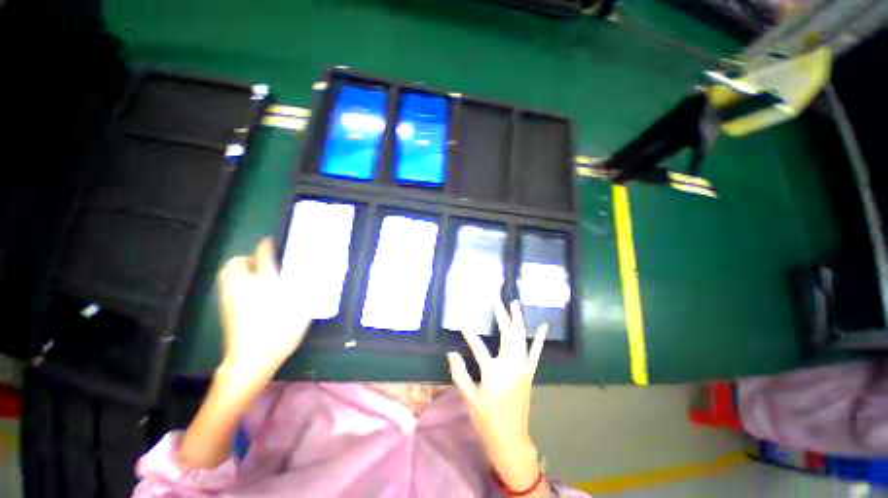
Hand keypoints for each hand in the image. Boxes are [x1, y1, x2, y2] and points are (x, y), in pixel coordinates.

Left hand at [216, 238, 311, 380]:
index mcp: (266, 285)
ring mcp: (231, 300)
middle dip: (244, 260)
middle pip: (234, 265)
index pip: (264, 259)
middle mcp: (245, 288)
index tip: (267, 242)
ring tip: (253, 278)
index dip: (265, 248)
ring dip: (238, 271)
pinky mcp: (226, 311)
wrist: (252, 359)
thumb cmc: (280, 331)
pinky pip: (227, 289)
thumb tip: (309, 278)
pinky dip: (234, 285)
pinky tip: (247, 295)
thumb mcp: (301, 310)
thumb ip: (305, 292)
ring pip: (227, 276)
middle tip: (257, 264)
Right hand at [448, 299, 547, 491]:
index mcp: (493, 373)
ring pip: (521, 337)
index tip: (462, 322)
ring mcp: (522, 368)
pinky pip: (535, 352)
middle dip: (500, 314)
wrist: (511, 439)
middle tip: (495, 298)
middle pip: (506, 333)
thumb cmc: (487, 419)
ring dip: (517, 319)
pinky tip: (544, 326)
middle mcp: (510, 366)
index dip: (468, 333)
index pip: (477, 346)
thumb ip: (459, 373)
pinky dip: (539, 338)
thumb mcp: (469, 398)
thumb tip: (451, 352)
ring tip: (514, 303)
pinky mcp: (529, 373)